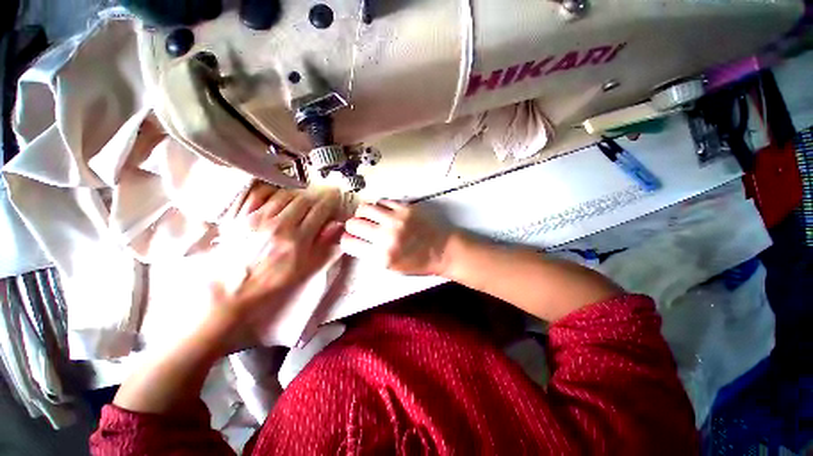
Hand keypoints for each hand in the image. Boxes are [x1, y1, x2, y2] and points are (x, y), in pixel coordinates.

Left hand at [210, 183, 343, 349]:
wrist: (232, 289)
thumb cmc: (272, 281)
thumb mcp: (305, 268)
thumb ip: (324, 245)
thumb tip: (336, 225)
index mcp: (296, 240)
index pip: (319, 211)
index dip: (330, 202)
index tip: (334, 198)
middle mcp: (278, 225)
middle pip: (303, 199)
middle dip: (316, 196)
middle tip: (320, 197)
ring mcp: (257, 218)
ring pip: (284, 195)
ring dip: (297, 194)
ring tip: (301, 198)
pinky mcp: (240, 216)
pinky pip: (258, 194)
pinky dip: (272, 191)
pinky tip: (278, 196)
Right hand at [340, 200, 455, 275]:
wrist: (444, 250)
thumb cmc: (419, 263)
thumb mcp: (392, 268)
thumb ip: (372, 255)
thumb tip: (355, 240)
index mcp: (382, 257)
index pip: (349, 243)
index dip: (346, 240)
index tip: (350, 238)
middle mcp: (386, 236)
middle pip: (353, 223)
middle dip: (352, 226)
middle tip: (359, 227)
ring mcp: (396, 219)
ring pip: (364, 208)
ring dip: (363, 213)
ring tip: (370, 217)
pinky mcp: (406, 208)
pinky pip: (382, 201)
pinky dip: (379, 206)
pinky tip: (384, 212)